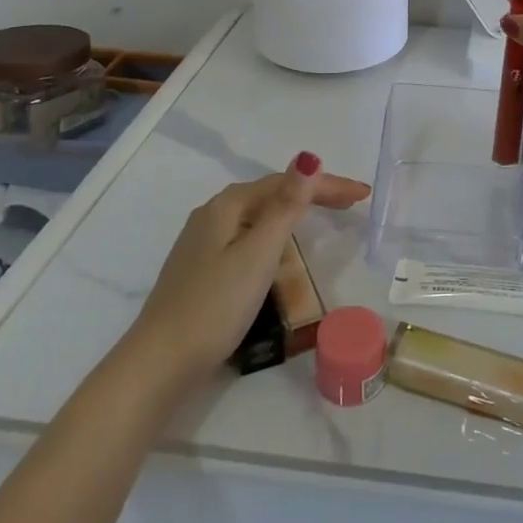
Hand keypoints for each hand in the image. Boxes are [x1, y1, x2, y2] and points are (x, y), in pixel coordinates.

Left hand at [132, 154, 370, 384]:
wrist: (160, 364)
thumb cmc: (214, 305)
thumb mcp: (258, 254)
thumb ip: (286, 206)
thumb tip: (308, 158)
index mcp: (227, 206)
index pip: (286, 183)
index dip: (327, 184)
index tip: (362, 194)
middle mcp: (214, 215)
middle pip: (272, 195)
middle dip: (313, 194)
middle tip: (352, 203)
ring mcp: (204, 243)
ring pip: (260, 216)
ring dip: (295, 213)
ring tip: (326, 219)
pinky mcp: (203, 270)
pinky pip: (250, 238)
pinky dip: (276, 235)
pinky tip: (282, 250)